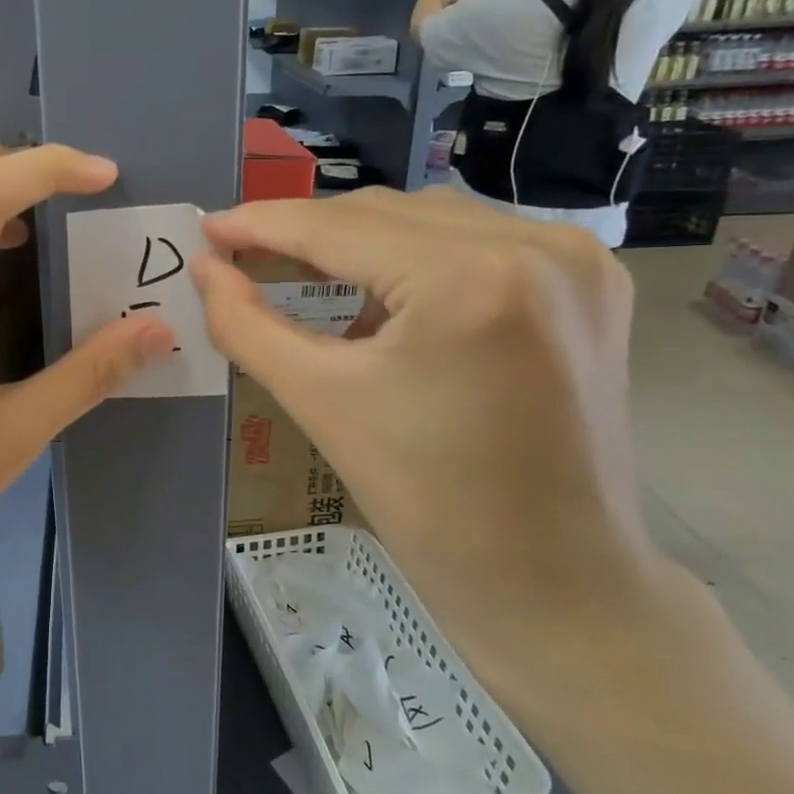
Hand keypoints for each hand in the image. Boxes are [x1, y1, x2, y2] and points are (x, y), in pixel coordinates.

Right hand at [192, 188, 682, 708]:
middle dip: (307, 233)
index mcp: (471, 278)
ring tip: (305, 277)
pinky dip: (415, 257)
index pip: (338, 228)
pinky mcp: (590, 282)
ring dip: (360, 242)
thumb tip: (203, 268)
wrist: (556, 580)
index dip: (261, 225)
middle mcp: (536, 244)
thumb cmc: (428, 502)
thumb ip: (247, 324)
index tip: (207, 230)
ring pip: (430, 220)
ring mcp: (575, 258)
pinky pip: (476, 241)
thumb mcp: (320, 402)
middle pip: (385, 213)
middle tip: (244, 256)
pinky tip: (384, 295)